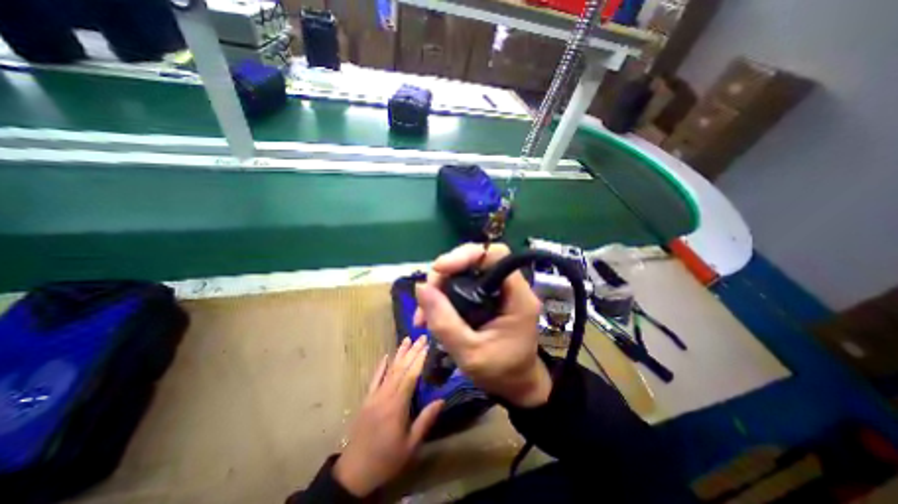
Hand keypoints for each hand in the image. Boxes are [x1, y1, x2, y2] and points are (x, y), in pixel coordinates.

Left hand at [330, 337, 442, 497]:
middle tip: (421, 337)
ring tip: (407, 340)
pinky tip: (385, 356)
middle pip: (400, 368)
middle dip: (412, 351)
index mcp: (397, 406)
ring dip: (398, 354)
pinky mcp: (366, 399)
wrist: (354, 472)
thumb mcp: (410, 445)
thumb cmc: (387, 459)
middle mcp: (385, 396)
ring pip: (389, 370)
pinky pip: (374, 379)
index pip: (410, 376)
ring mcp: (374, 396)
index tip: (427, 345)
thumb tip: (441, 400)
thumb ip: (425, 420)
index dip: (419, 359)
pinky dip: (380, 366)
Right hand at [416, 243, 553, 409]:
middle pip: (476, 261)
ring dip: (440, 287)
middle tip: (425, 297)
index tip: (439, 269)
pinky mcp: (489, 298)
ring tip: (423, 314)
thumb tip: (420, 288)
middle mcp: (511, 287)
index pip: (496, 255)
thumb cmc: (501, 372)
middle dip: (445, 274)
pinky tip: (431, 313)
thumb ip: (444, 322)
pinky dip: (445, 295)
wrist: (516, 385)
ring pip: (466, 273)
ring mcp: (499, 291)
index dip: (466, 254)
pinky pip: (464, 286)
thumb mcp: (470, 354)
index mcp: (518, 296)